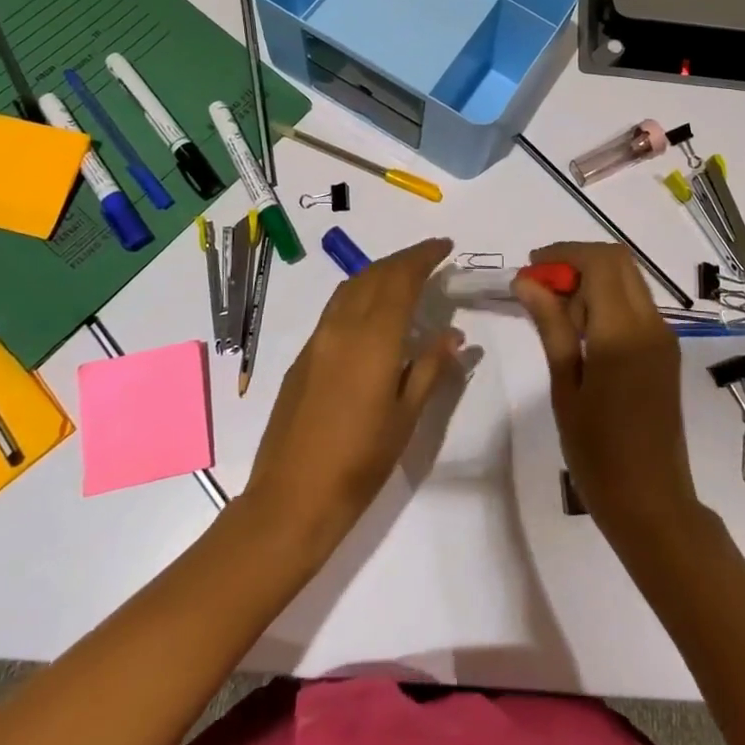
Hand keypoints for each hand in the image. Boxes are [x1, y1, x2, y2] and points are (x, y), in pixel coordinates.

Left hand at [242, 238, 461, 555]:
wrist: (292, 497)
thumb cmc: (360, 461)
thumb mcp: (406, 416)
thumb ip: (429, 368)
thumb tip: (452, 334)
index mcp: (373, 338)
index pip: (401, 279)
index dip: (424, 257)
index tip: (445, 247)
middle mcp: (342, 327)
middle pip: (374, 274)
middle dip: (404, 259)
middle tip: (431, 257)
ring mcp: (317, 339)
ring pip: (351, 286)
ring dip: (380, 272)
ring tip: (405, 277)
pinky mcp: (303, 356)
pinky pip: (336, 308)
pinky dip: (360, 293)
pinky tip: (372, 312)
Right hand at [513, 242, 700, 542]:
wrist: (652, 503)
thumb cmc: (598, 453)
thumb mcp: (565, 386)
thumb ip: (551, 326)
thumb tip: (527, 281)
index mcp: (623, 332)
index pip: (599, 262)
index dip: (563, 254)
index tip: (530, 269)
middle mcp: (651, 324)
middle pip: (618, 262)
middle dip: (577, 261)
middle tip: (541, 286)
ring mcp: (663, 337)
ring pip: (628, 280)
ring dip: (592, 280)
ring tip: (556, 315)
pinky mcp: (665, 351)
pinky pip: (635, 305)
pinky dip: (607, 301)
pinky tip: (581, 333)